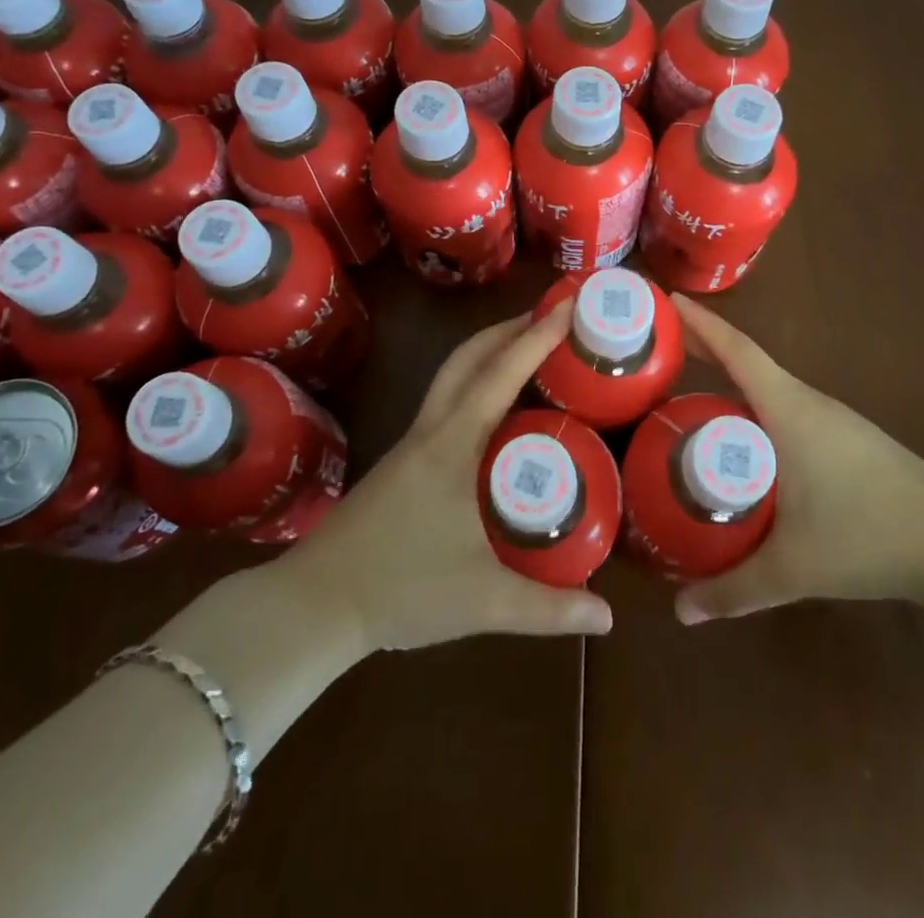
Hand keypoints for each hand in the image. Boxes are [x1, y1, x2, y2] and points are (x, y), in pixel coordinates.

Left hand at [285, 300, 614, 652]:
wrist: (315, 604)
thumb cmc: (400, 590)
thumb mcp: (483, 601)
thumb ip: (548, 610)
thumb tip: (608, 618)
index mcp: (452, 444)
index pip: (501, 374)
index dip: (537, 337)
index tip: (568, 305)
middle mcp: (431, 430)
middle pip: (468, 358)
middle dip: (509, 328)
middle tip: (552, 317)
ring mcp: (412, 444)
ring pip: (452, 376)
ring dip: (489, 352)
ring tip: (529, 351)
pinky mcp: (402, 463)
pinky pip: (447, 402)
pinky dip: (475, 383)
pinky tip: (495, 411)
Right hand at [671, 294, 923, 624]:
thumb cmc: (869, 538)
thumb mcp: (793, 568)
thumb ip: (734, 590)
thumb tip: (680, 613)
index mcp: (790, 410)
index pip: (738, 352)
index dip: (701, 324)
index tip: (669, 301)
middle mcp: (809, 403)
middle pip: (748, 362)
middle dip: (705, 349)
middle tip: (660, 351)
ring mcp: (833, 419)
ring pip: (769, 388)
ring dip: (731, 380)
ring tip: (690, 392)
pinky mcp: (847, 439)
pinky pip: (787, 408)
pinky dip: (755, 406)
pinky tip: (745, 438)